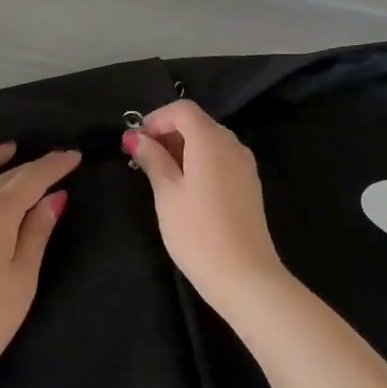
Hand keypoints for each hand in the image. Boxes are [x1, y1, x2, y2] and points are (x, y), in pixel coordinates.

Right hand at [126, 101, 285, 315]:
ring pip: (210, 140)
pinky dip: (200, 160)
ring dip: (183, 147)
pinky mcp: (249, 184)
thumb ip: (152, 159)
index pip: (183, 109)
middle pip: (197, 122)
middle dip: (168, 132)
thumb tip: (137, 138)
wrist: (246, 277)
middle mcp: (232, 144)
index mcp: (210, 140)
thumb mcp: (167, 194)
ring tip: (160, 173)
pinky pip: (221, 158)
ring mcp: (244, 164)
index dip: (157, 118)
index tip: (137, 141)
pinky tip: (185, 187)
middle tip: (142, 157)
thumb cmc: (198, 233)